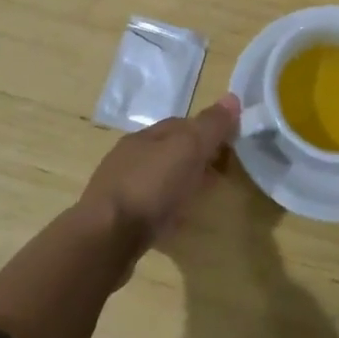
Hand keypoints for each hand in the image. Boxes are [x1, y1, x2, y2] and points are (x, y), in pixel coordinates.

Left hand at [80, 94, 239, 247]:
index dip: (208, 131)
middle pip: (170, 151)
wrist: (106, 239)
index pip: (182, 124)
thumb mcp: (187, 149)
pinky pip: (149, 205)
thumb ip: (210, 126)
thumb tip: (232, 98)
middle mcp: (130, 157)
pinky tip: (176, 219)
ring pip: (158, 178)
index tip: (231, 145)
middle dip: (196, 157)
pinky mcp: (118, 219)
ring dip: (180, 182)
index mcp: (145, 137)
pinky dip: (167, 206)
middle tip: (221, 172)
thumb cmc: (150, 187)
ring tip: (202, 197)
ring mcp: (121, 189)